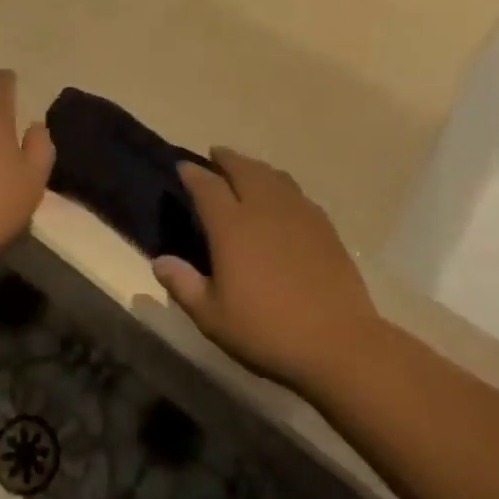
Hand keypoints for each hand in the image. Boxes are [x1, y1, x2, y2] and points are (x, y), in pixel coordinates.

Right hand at [152, 148, 378, 392]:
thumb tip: (160, 261)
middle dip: (226, 158)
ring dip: (255, 167)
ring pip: (272, 176)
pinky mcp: (323, 226)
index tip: (183, 167)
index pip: (207, 186)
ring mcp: (297, 213)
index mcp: (231, 226)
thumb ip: (183, 284)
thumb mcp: (212, 317)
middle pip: (243, 169)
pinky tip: (282, 197)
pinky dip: (281, 185)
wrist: (338, 343)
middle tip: (215, 155)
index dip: (192, 174)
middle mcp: (263, 208)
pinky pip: (296, 192)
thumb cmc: (267, 331)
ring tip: (246, 169)